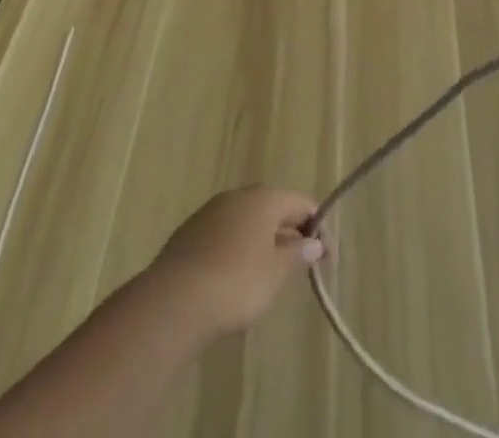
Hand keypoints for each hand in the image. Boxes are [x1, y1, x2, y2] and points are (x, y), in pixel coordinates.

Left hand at [146, 186, 326, 338]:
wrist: (171, 303)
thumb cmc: (235, 283)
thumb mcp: (275, 274)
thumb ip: (297, 255)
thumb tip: (313, 243)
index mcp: (265, 198)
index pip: (302, 204)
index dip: (319, 229)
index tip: (327, 259)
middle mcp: (239, 196)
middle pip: (274, 209)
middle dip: (289, 234)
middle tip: (299, 266)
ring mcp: (210, 212)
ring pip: (246, 222)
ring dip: (262, 242)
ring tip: (267, 276)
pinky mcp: (188, 234)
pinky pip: (223, 236)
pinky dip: (236, 251)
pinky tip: (233, 278)